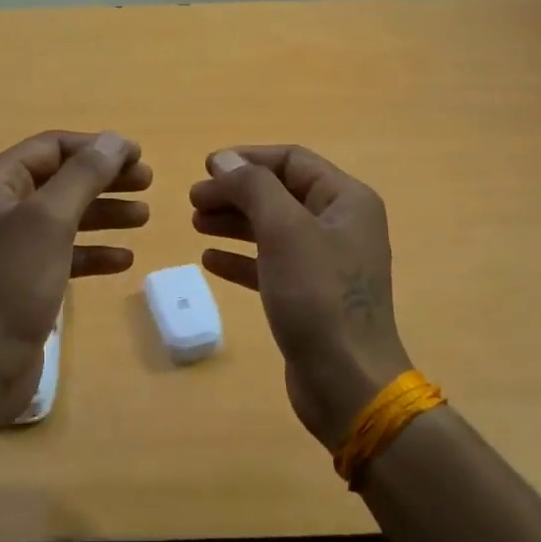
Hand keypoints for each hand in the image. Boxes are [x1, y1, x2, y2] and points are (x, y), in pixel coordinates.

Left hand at [0, 130, 149, 422]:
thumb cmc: (11, 283)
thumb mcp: (50, 220)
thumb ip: (83, 176)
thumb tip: (114, 140)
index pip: (51, 147)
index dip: (96, 147)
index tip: (139, 155)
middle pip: (61, 179)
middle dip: (105, 179)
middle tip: (147, 182)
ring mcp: (10, 245)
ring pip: (66, 217)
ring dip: (105, 213)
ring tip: (144, 217)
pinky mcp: (23, 279)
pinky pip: (64, 253)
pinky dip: (92, 251)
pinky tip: (123, 260)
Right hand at [190, 146, 410, 447]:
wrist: (346, 382)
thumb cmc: (317, 296)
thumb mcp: (284, 230)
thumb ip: (253, 187)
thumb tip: (224, 160)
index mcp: (346, 200)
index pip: (292, 160)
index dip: (248, 159)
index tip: (205, 169)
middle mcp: (340, 225)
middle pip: (280, 193)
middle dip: (236, 192)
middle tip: (193, 200)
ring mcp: (327, 262)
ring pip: (273, 228)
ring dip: (234, 222)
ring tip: (196, 223)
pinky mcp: (311, 296)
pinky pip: (271, 264)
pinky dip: (242, 258)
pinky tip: (210, 260)